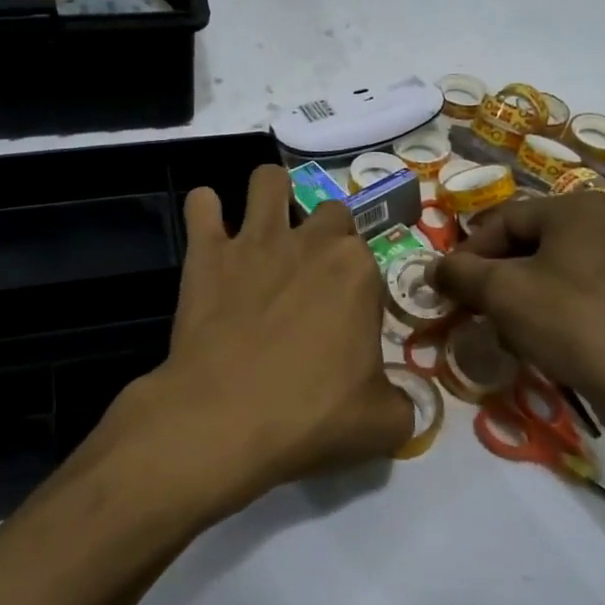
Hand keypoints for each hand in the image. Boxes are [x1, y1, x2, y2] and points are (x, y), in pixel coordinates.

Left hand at [91, 165, 412, 520]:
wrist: (224, 419)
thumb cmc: (310, 416)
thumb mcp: (382, 424)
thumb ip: (403, 404)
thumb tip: (401, 402)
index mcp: (358, 270)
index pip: (370, 261)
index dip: (362, 290)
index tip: (350, 323)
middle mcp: (311, 241)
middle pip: (331, 211)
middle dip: (326, 234)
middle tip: (313, 276)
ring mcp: (255, 240)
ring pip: (268, 180)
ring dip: (271, 194)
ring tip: (267, 222)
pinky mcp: (207, 252)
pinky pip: (201, 204)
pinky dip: (205, 211)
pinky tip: (209, 229)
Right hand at [433, 191, 604, 454]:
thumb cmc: (571, 323)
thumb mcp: (503, 293)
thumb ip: (460, 273)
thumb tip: (433, 268)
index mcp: (577, 207)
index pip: (504, 220)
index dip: (469, 253)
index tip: (447, 287)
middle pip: (529, 242)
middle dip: (496, 277)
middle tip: (474, 309)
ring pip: (553, 268)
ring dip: (521, 295)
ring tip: (505, 329)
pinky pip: (580, 288)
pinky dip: (553, 307)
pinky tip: (543, 339)